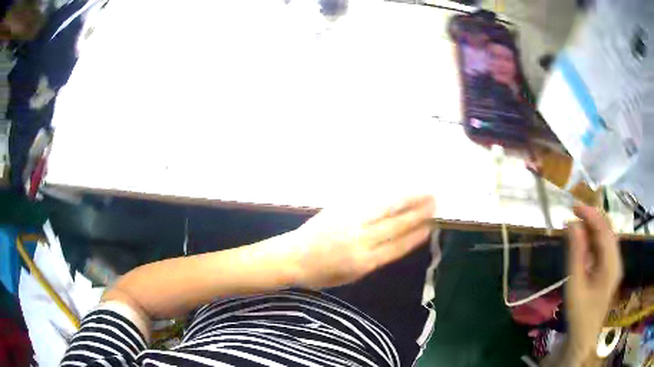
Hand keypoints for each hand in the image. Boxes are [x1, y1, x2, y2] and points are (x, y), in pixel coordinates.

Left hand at [289, 195, 434, 288]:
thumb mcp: (350, 276)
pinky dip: (386, 195)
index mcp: (363, 262)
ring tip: (423, 192)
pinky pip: (368, 200)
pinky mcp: (340, 209)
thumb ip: (374, 260)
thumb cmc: (321, 274)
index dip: (416, 236)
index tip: (431, 226)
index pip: (397, 246)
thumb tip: (396, 244)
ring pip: (384, 208)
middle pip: (395, 224)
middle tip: (434, 202)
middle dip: (417, 213)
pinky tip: (396, 190)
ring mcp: (350, 221)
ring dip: (406, 199)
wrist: (291, 257)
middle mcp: (360, 240)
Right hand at [565, 205, 622, 361]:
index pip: (604, 229)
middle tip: (573, 214)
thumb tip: (572, 225)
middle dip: (592, 218)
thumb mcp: (576, 285)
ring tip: (576, 225)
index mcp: (612, 264)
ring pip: (606, 237)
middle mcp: (616, 259)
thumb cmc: (580, 313)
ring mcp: (614, 264)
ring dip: (592, 228)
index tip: (573, 207)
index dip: (590, 215)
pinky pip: (604, 247)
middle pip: (607, 229)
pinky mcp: (610, 269)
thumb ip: (576, 254)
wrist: (584, 336)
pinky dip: (593, 240)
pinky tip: (583, 242)